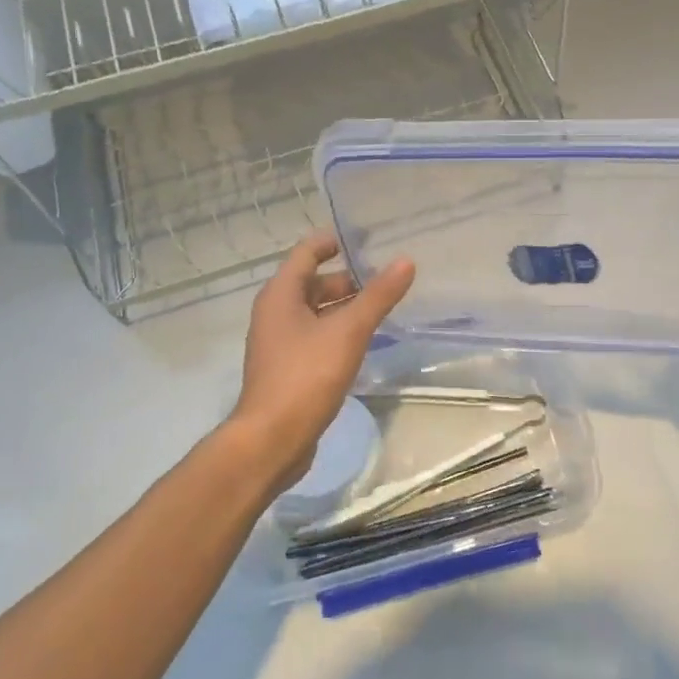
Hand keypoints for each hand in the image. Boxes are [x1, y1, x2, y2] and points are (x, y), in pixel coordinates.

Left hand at [228, 233, 415, 495]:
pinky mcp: (287, 369)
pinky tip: (364, 342)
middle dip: (347, 279)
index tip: (365, 239)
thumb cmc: (306, 376)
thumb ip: (378, 296)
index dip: (333, 241)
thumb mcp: (348, 331)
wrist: (272, 439)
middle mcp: (275, 313)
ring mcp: (279, 343)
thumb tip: (405, 261)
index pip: (306, 252)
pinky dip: (338, 332)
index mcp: (280, 295)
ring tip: (382, 307)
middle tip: (385, 278)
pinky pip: (315, 337)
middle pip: (312, 283)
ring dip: (344, 307)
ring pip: (315, 313)